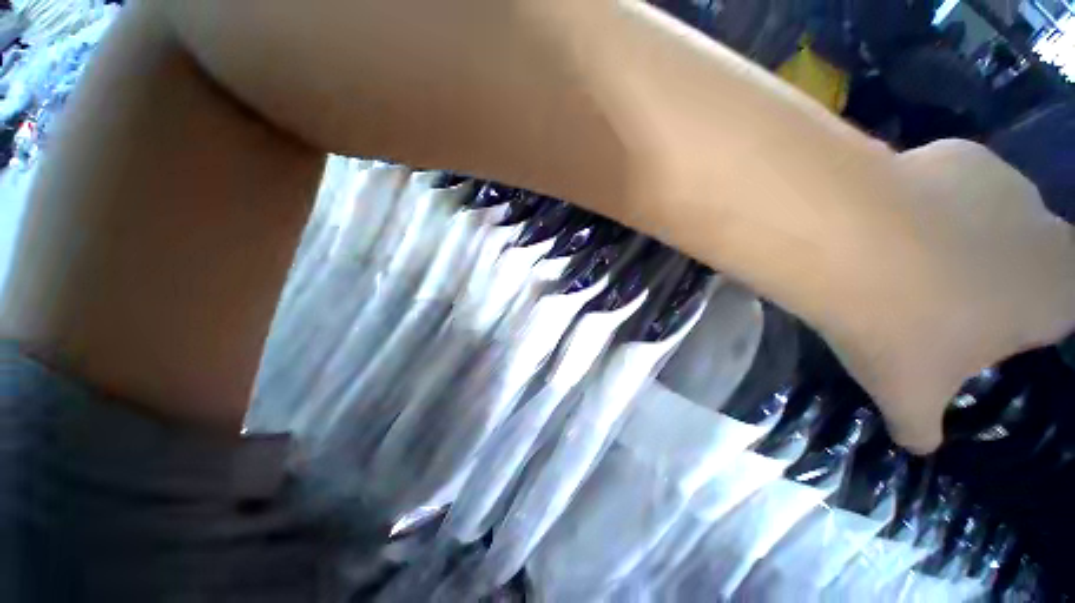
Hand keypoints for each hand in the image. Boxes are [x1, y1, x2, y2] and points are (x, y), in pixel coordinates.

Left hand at [815, 140, 1074, 453]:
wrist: (854, 247)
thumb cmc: (897, 329)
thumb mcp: (909, 394)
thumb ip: (921, 425)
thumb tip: (918, 443)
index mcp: (1058, 291)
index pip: (1062, 307)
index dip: (1033, 316)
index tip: (998, 323)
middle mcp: (1044, 227)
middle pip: (1023, 257)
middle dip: (989, 277)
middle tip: (936, 293)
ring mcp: (1002, 180)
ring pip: (985, 215)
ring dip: (952, 234)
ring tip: (897, 255)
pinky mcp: (954, 152)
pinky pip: (945, 182)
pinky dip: (924, 199)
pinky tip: (885, 217)